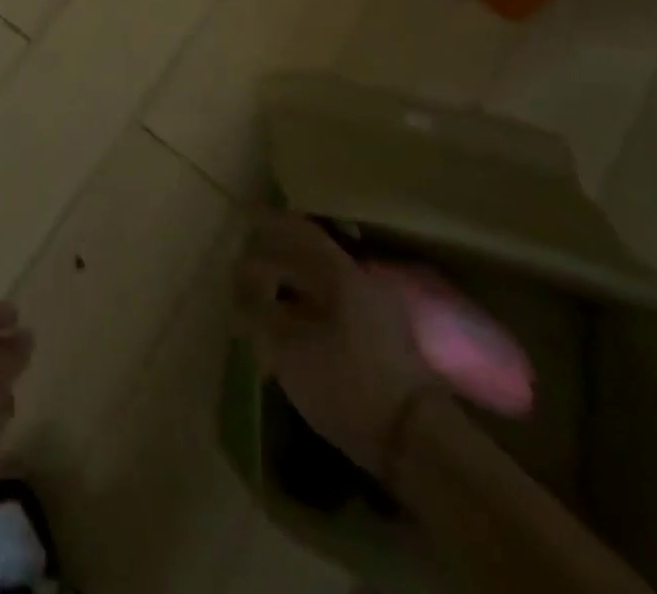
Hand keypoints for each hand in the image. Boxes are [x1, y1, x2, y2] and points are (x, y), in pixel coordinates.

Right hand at [234, 210, 433, 476]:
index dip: (270, 220)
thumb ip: (259, 315)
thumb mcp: (289, 351)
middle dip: (276, 254)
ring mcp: (375, 310)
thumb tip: (240, 295)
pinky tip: (290, 324)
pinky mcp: (380, 340)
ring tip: (263, 295)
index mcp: (340, 272)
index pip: (299, 230)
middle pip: (310, 254)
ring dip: (291, 282)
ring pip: (322, 281)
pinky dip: (307, 306)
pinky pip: (333, 304)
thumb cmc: (347, 385)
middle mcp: (359, 280)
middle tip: (247, 261)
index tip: (245, 213)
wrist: (415, 442)